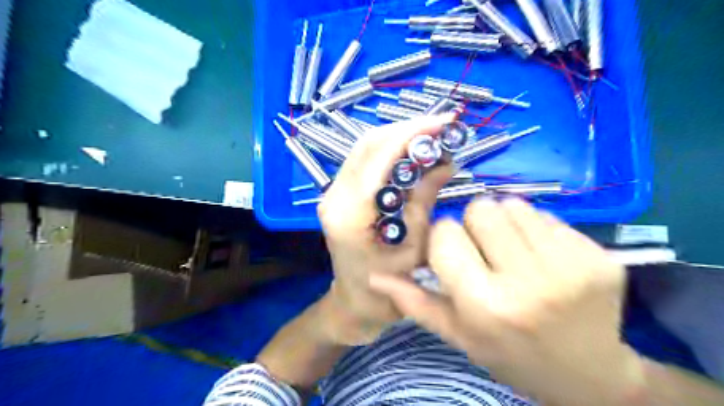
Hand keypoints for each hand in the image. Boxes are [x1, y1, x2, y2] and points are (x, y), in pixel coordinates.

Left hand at [320, 114, 452, 344]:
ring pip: (365, 148)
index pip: (378, 157)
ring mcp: (333, 193)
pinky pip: (364, 161)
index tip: (444, 122)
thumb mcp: (416, 248)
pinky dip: (390, 152)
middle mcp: (334, 196)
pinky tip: (413, 153)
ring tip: (432, 137)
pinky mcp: (339, 194)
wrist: (355, 304)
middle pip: (368, 144)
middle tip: (442, 127)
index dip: (412, 134)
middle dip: (407, 130)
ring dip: (399, 138)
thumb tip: (445, 162)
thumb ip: (425, 200)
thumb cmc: (388, 290)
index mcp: (350, 213)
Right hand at [371, 197, 640, 401]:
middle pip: (479, 209)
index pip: (445, 234)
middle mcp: (526, 281)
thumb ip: (414, 301)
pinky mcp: (598, 254)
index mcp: (484, 304)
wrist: (588, 376)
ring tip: (513, 252)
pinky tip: (542, 255)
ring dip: (503, 221)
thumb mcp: (457, 334)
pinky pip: (546, 214)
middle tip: (485, 251)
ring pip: (511, 204)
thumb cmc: (510, 354)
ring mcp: (569, 265)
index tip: (453, 252)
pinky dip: (534, 227)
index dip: (443, 239)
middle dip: (473, 224)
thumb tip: (374, 275)